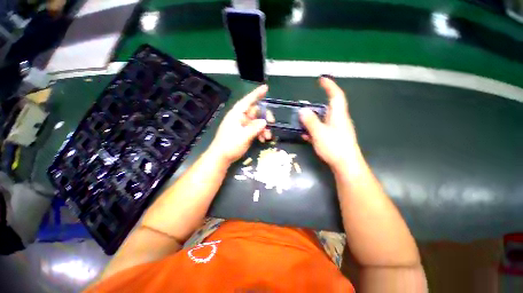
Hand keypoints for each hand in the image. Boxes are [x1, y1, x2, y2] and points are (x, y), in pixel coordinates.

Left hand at [208, 85, 271, 163]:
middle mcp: (240, 117)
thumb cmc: (230, 145)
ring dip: (264, 128)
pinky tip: (263, 140)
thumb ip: (254, 128)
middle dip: (265, 117)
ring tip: (268, 137)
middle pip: (255, 112)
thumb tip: (264, 121)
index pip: (248, 101)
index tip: (266, 88)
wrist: (221, 157)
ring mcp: (242, 125)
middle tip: (272, 123)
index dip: (257, 94)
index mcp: (237, 114)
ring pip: (257, 121)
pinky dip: (260, 133)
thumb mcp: (243, 137)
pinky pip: (255, 129)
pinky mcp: (244, 132)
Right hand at [300, 77, 359, 167]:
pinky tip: (305, 135)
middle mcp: (338, 120)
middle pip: (328, 108)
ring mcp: (336, 130)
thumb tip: (302, 110)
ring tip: (301, 122)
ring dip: (312, 120)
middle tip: (304, 108)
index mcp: (338, 115)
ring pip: (323, 120)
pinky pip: (322, 130)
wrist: (346, 165)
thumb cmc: (335, 147)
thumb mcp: (319, 133)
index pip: (336, 95)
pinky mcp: (333, 138)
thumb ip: (310, 121)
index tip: (322, 79)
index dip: (330, 86)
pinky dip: (313, 130)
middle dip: (316, 106)